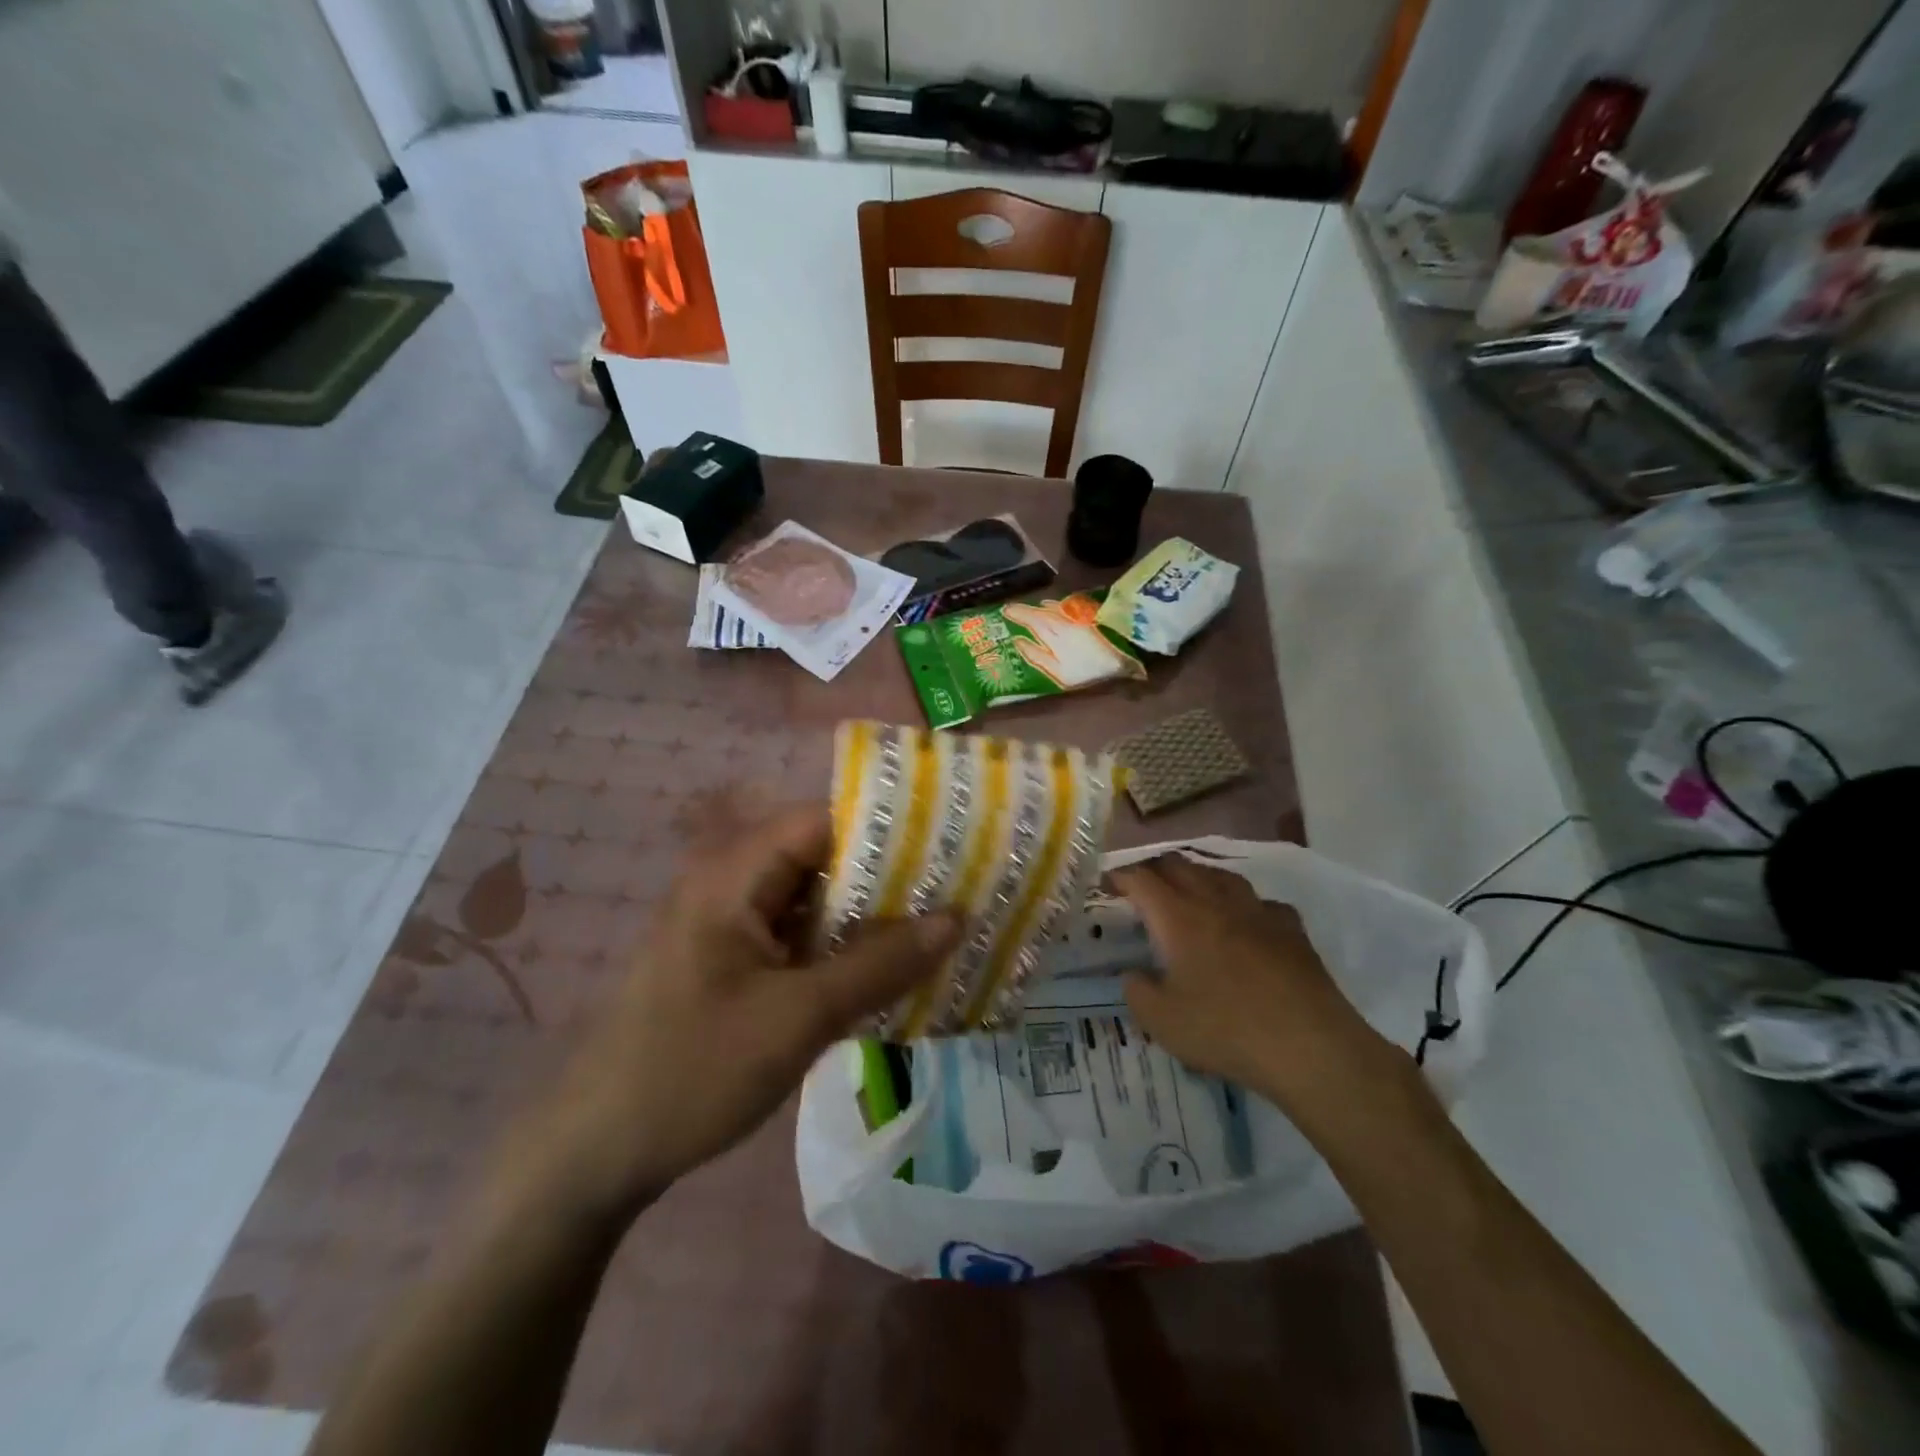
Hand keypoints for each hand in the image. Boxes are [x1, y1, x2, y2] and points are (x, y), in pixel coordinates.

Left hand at [510, 806, 961, 1222]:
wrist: (595, 1153)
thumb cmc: (693, 1072)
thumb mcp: (798, 1019)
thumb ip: (879, 965)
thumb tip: (956, 918)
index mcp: (733, 875)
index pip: (824, 820)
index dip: (887, 829)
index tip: (947, 850)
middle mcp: (730, 883)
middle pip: (822, 856)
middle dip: (887, 876)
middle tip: (954, 894)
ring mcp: (729, 923)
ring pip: (814, 899)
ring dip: (867, 916)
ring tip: (935, 928)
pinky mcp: (732, 960)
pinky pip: (798, 934)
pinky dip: (840, 946)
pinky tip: (883, 970)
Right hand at [1113, 855, 1392, 1109]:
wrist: (1310, 1047)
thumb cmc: (1226, 1031)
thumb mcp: (1162, 1022)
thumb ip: (1137, 991)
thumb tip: (1134, 973)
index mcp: (1179, 918)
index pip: (1141, 879)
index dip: (1120, 876)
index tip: (1107, 883)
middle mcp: (1216, 902)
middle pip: (1180, 866)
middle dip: (1155, 869)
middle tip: (1141, 886)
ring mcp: (1258, 911)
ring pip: (1221, 875)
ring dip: (1197, 877)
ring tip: (1188, 892)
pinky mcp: (1291, 928)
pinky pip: (1259, 901)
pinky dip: (1241, 904)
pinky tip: (1244, 921)